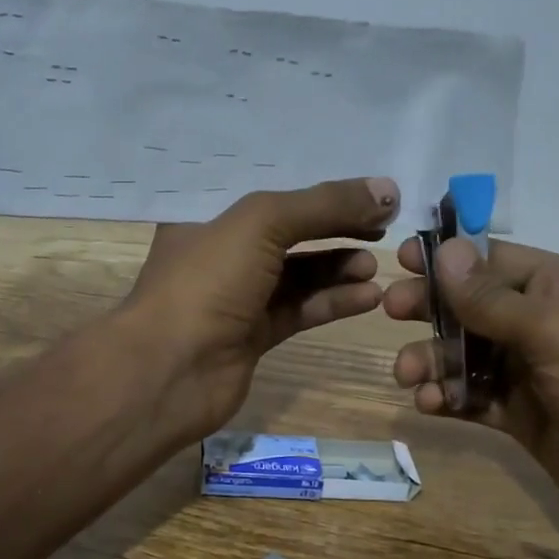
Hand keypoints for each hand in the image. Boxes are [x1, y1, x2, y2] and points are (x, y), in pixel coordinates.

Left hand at [122, 177, 400, 438]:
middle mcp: (221, 252)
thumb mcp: (262, 224)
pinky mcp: (254, 335)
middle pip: (289, 229)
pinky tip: (368, 295)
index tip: (364, 188)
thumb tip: (389, 191)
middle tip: (382, 225)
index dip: (316, 187)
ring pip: (298, 273)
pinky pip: (300, 309)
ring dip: (338, 266)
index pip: (269, 189)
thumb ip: (324, 205)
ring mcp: (237, 296)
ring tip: (376, 262)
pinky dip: (333, 301)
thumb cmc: (206, 282)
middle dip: (334, 226)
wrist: (169, 372)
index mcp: (207, 215)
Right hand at [383, 237, 558, 558]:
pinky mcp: (522, 416)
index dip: (449, 256)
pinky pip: (473, 396)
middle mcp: (544, 324)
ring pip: (465, 353)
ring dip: (432, 359)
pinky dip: (448, 397)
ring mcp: (532, 372)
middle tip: (390, 312)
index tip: (403, 259)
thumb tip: (447, 250)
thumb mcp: (555, 335)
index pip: (495, 259)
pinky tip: (429, 406)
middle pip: (473, 304)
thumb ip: (493, 298)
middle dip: (432, 308)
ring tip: (408, 377)